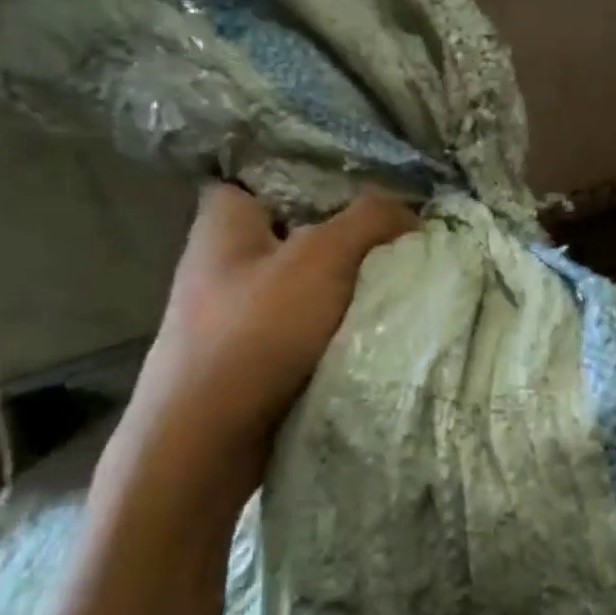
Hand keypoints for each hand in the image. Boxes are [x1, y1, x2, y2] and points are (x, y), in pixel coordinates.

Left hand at [121, 183, 416, 482]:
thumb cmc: (256, 332)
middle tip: (399, 233)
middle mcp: (225, 258)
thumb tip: (409, 209)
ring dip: (347, 281)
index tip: (367, 184)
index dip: (315, 174)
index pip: (268, 174)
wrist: (207, 440)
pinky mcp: (252, 351)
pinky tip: (374, 320)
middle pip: (298, 227)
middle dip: (347, 232)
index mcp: (225, 221)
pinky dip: (337, 319)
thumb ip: (368, 220)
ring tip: (398, 275)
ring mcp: (236, 309)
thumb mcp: (322, 258)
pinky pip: (305, 320)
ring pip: (306, 278)